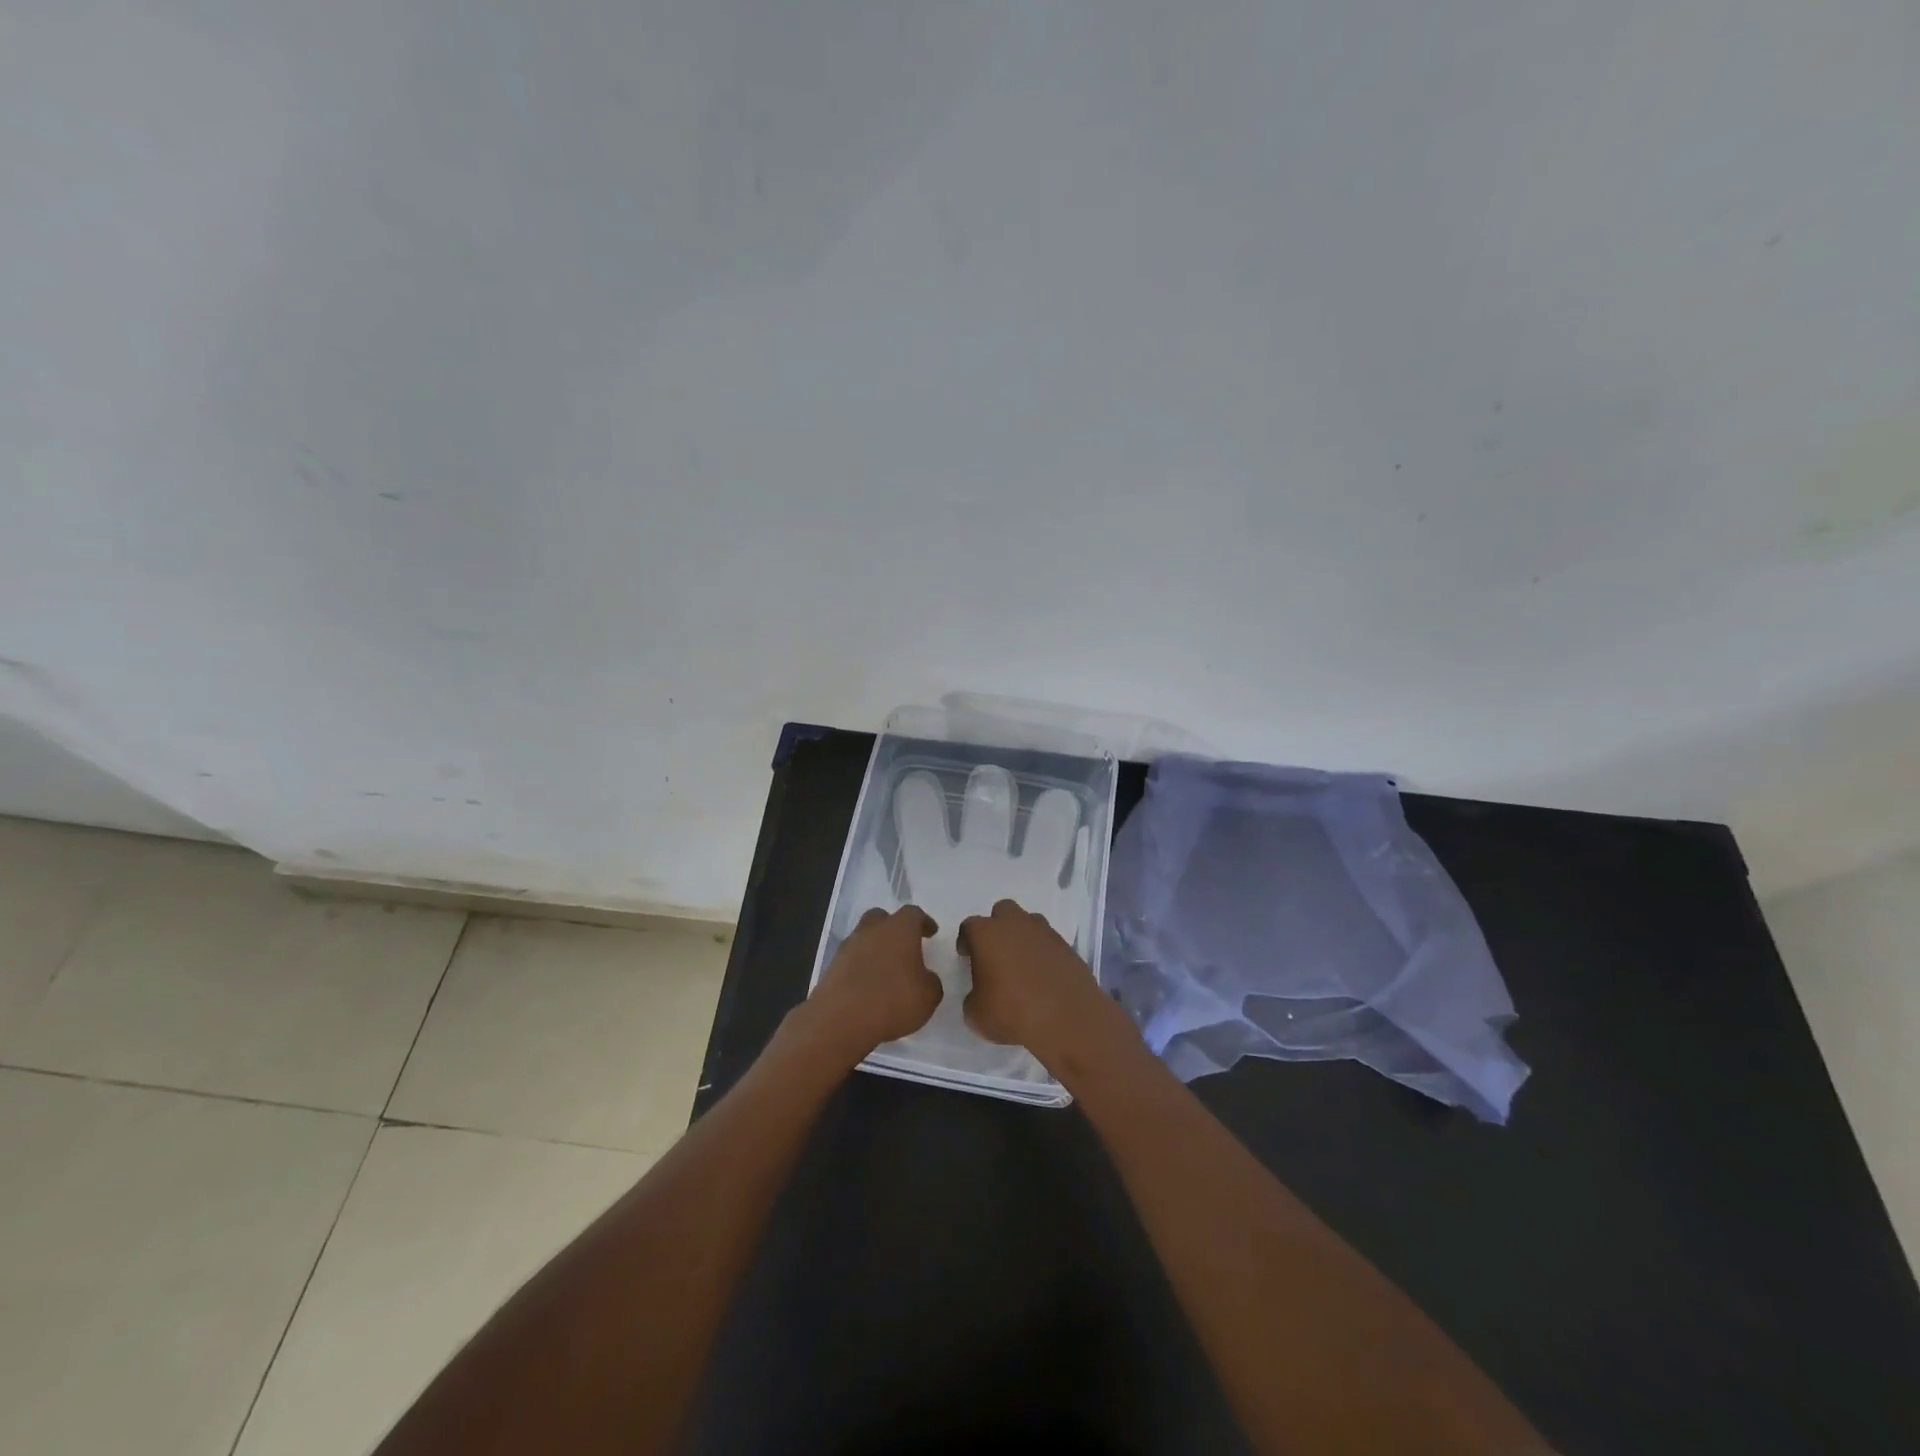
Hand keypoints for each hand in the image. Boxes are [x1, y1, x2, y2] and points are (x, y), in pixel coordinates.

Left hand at [802, 905, 943, 1059]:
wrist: (841, 1020)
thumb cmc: (893, 1000)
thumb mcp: (928, 996)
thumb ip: (931, 981)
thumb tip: (925, 977)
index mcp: (900, 929)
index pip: (913, 914)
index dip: (923, 922)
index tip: (931, 932)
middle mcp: (872, 930)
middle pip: (882, 918)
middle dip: (893, 927)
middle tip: (904, 944)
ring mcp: (848, 947)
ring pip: (864, 937)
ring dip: (875, 948)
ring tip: (885, 969)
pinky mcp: (831, 967)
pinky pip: (851, 960)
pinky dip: (861, 967)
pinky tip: (868, 985)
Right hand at [958, 898, 1134, 1071]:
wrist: (1065, 1018)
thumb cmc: (1012, 1012)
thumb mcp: (976, 1015)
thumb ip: (974, 997)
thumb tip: (982, 994)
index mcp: (987, 934)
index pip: (969, 926)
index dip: (967, 941)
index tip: (967, 958)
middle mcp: (1015, 924)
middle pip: (1002, 911)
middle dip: (997, 927)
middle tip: (996, 954)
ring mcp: (1044, 932)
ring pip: (1029, 923)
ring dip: (1023, 937)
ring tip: (1022, 965)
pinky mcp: (1067, 946)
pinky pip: (1049, 942)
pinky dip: (1044, 953)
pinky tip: (1043, 976)